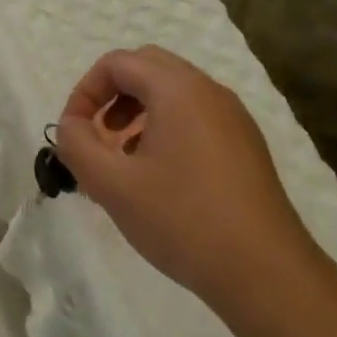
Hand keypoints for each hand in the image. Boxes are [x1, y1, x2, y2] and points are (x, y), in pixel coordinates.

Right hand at [53, 46, 325, 313]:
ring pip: (173, 93)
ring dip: (137, 113)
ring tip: (123, 161)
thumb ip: (76, 145)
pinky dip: (165, 129)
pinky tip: (158, 178)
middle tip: (98, 138)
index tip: (73, 133)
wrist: (265, 273)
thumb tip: (70, 126)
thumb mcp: (111, 185)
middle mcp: (210, 92)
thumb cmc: (182, 221)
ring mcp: (234, 119)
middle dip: (111, 96)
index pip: (117, 63)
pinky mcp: (245, 147)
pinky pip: (195, 117)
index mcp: (178, 90)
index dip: (84, 92)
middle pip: (147, 68)